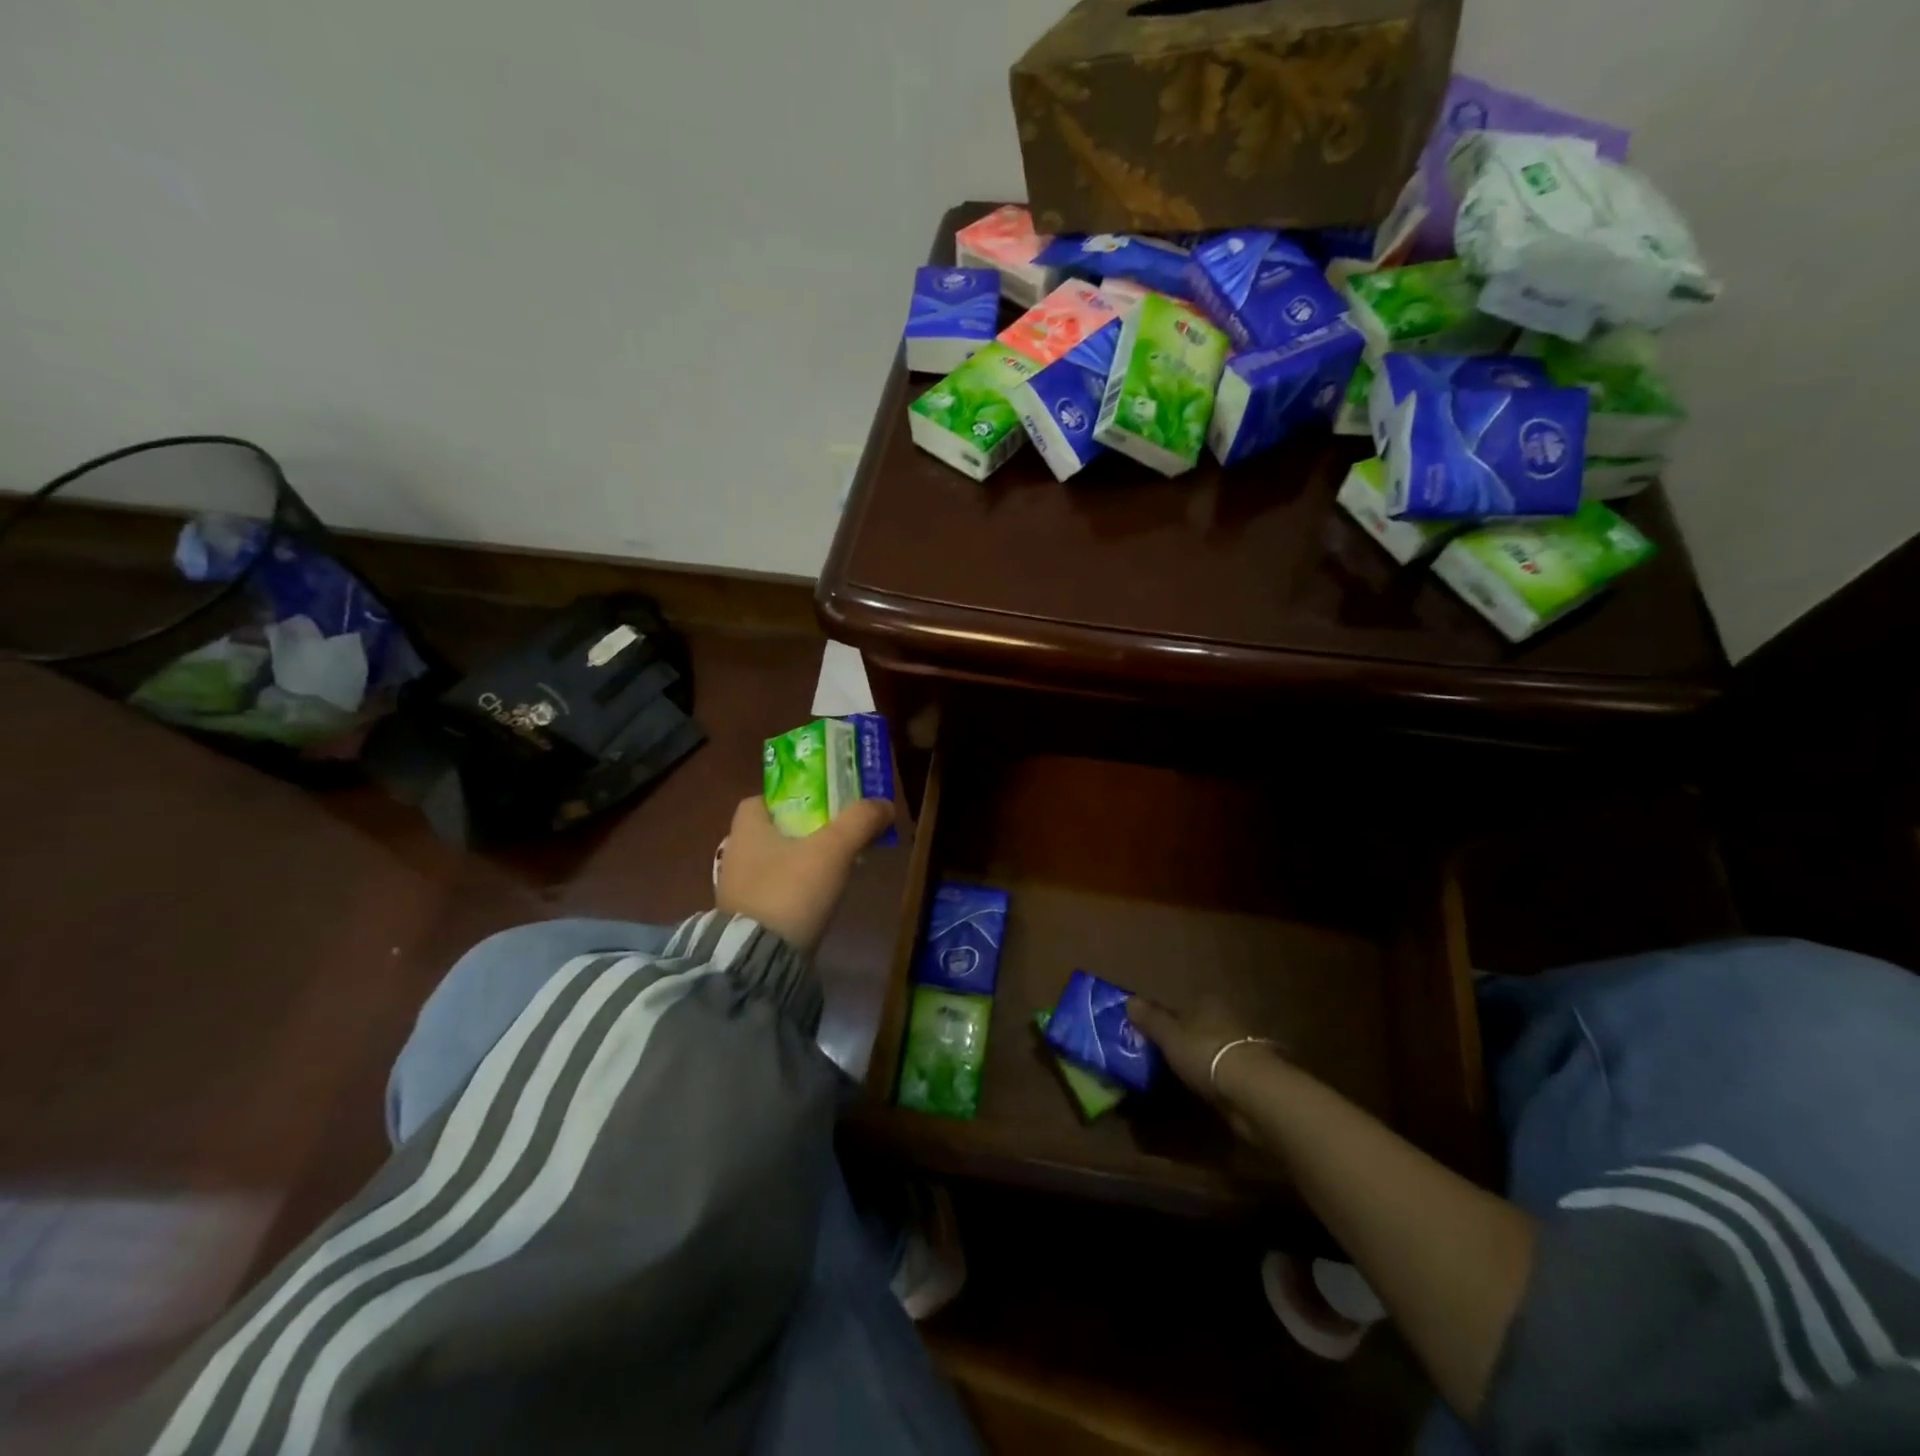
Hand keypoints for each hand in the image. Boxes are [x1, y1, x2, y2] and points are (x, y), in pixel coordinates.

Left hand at [715, 795, 893, 952]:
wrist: (760, 960)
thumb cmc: (790, 890)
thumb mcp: (833, 850)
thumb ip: (860, 821)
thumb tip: (885, 803)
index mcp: (746, 828)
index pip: (764, 799)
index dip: (794, 797)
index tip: (824, 805)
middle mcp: (735, 853)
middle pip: (774, 830)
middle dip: (805, 831)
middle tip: (839, 835)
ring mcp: (738, 889)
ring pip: (776, 862)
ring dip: (803, 862)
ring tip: (837, 868)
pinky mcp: (746, 918)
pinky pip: (775, 891)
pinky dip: (796, 889)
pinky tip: (820, 898)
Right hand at [1127, 995, 1282, 1132]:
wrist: (1252, 1090)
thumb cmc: (1204, 1053)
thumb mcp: (1168, 1034)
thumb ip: (1150, 1018)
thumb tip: (1129, 1000)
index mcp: (1207, 1002)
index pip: (1182, 1007)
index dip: (1167, 1020)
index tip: (1153, 1037)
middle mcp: (1228, 1017)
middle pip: (1200, 1026)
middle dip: (1186, 1040)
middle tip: (1165, 1058)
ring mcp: (1244, 1045)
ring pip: (1214, 1048)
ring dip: (1203, 1060)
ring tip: (1183, 1077)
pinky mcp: (1254, 1073)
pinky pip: (1226, 1071)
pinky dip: (1216, 1078)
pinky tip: (1206, 1090)